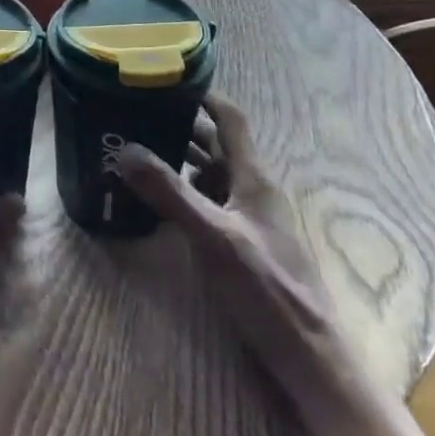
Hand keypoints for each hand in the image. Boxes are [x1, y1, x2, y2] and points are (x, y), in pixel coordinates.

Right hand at [116, 94, 352, 403]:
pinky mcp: (243, 243)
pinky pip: (210, 202)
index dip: (204, 95)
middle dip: (180, 126)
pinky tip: (156, 201)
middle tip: (136, 115)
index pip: (231, 119)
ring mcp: (250, 218)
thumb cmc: (266, 290)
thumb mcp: (213, 237)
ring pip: (211, 175)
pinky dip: (184, 191)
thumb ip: (170, 193)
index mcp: (253, 178)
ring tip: (137, 151)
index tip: (167, 80)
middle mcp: (253, 190)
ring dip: (179, 159)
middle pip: (216, 145)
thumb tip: (125, 149)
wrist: (309, 356)